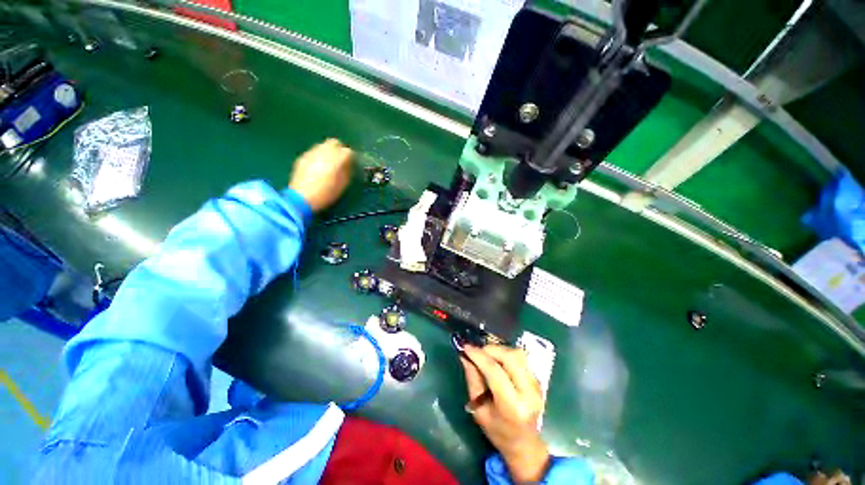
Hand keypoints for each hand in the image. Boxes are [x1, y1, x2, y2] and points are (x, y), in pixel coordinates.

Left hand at [289, 139, 352, 211]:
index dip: (351, 157)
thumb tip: (348, 165)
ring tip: (330, 163)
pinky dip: (319, 156)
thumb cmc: (327, 193)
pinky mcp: (303, 157)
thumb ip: (347, 171)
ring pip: (323, 145)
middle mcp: (324, 151)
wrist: (302, 197)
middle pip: (334, 142)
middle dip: (339, 149)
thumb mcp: (343, 184)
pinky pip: (314, 152)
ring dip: (328, 152)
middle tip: (341, 159)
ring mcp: (312, 153)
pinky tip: (318, 166)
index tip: (352, 163)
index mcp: (336, 159)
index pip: (348, 151)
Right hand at [461, 344, 549, 483]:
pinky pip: (521, 358)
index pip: (495, 372)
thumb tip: (465, 356)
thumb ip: (473, 380)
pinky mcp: (538, 379)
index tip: (466, 347)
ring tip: (487, 355)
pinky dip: (506, 354)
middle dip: (491, 349)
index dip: (479, 356)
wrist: (525, 444)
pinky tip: (497, 360)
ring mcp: (536, 385)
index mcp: (513, 407)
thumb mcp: (479, 411)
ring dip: (499, 350)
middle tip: (477, 351)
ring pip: (518, 354)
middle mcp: (529, 393)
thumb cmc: (498, 431)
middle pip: (511, 357)